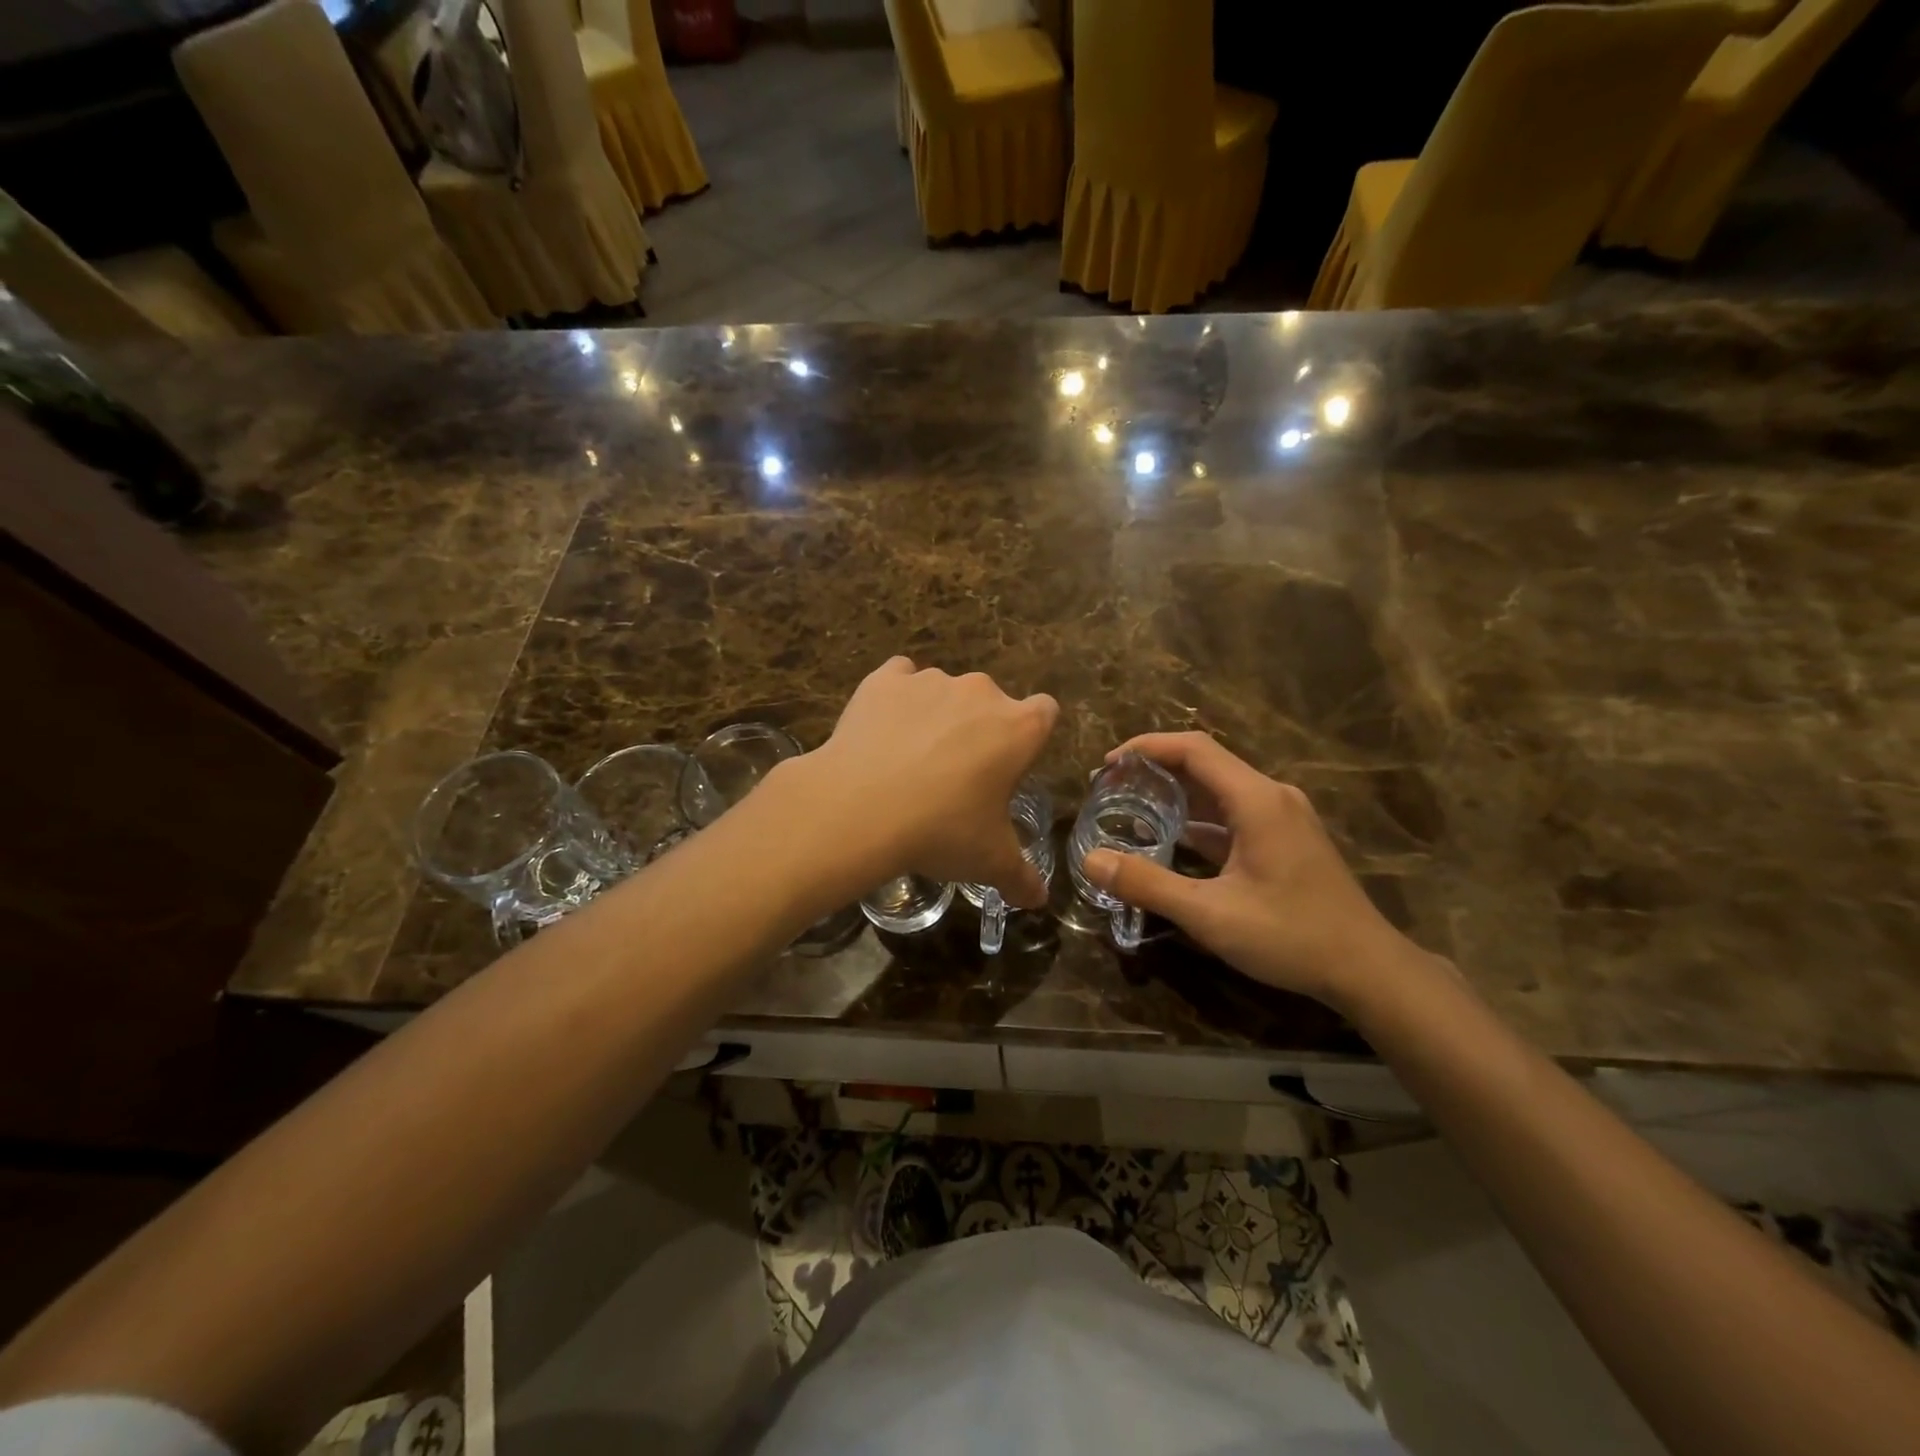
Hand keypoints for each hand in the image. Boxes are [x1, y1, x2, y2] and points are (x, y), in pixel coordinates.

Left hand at [796, 658, 1057, 905]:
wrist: (859, 808)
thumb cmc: (940, 831)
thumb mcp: (989, 862)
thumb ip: (1021, 877)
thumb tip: (1039, 900)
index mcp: (1018, 729)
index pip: (1045, 712)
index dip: (1031, 736)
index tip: (1010, 764)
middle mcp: (980, 692)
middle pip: (992, 703)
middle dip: (980, 731)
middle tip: (956, 776)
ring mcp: (931, 680)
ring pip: (944, 692)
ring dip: (937, 716)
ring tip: (909, 760)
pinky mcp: (886, 679)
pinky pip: (900, 678)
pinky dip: (896, 698)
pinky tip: (882, 731)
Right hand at [1080, 733, 1419, 1006]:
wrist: (1368, 969)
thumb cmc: (1291, 936)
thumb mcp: (1210, 914)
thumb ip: (1148, 884)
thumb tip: (1091, 861)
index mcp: (1257, 800)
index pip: (1194, 748)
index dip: (1146, 748)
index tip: (1106, 765)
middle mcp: (1272, 797)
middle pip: (1205, 764)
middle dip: (1155, 769)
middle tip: (1110, 788)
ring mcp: (1283, 818)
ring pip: (1220, 790)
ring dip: (1176, 794)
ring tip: (1132, 808)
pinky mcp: (1286, 840)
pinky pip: (1234, 814)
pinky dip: (1199, 819)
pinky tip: (1172, 840)